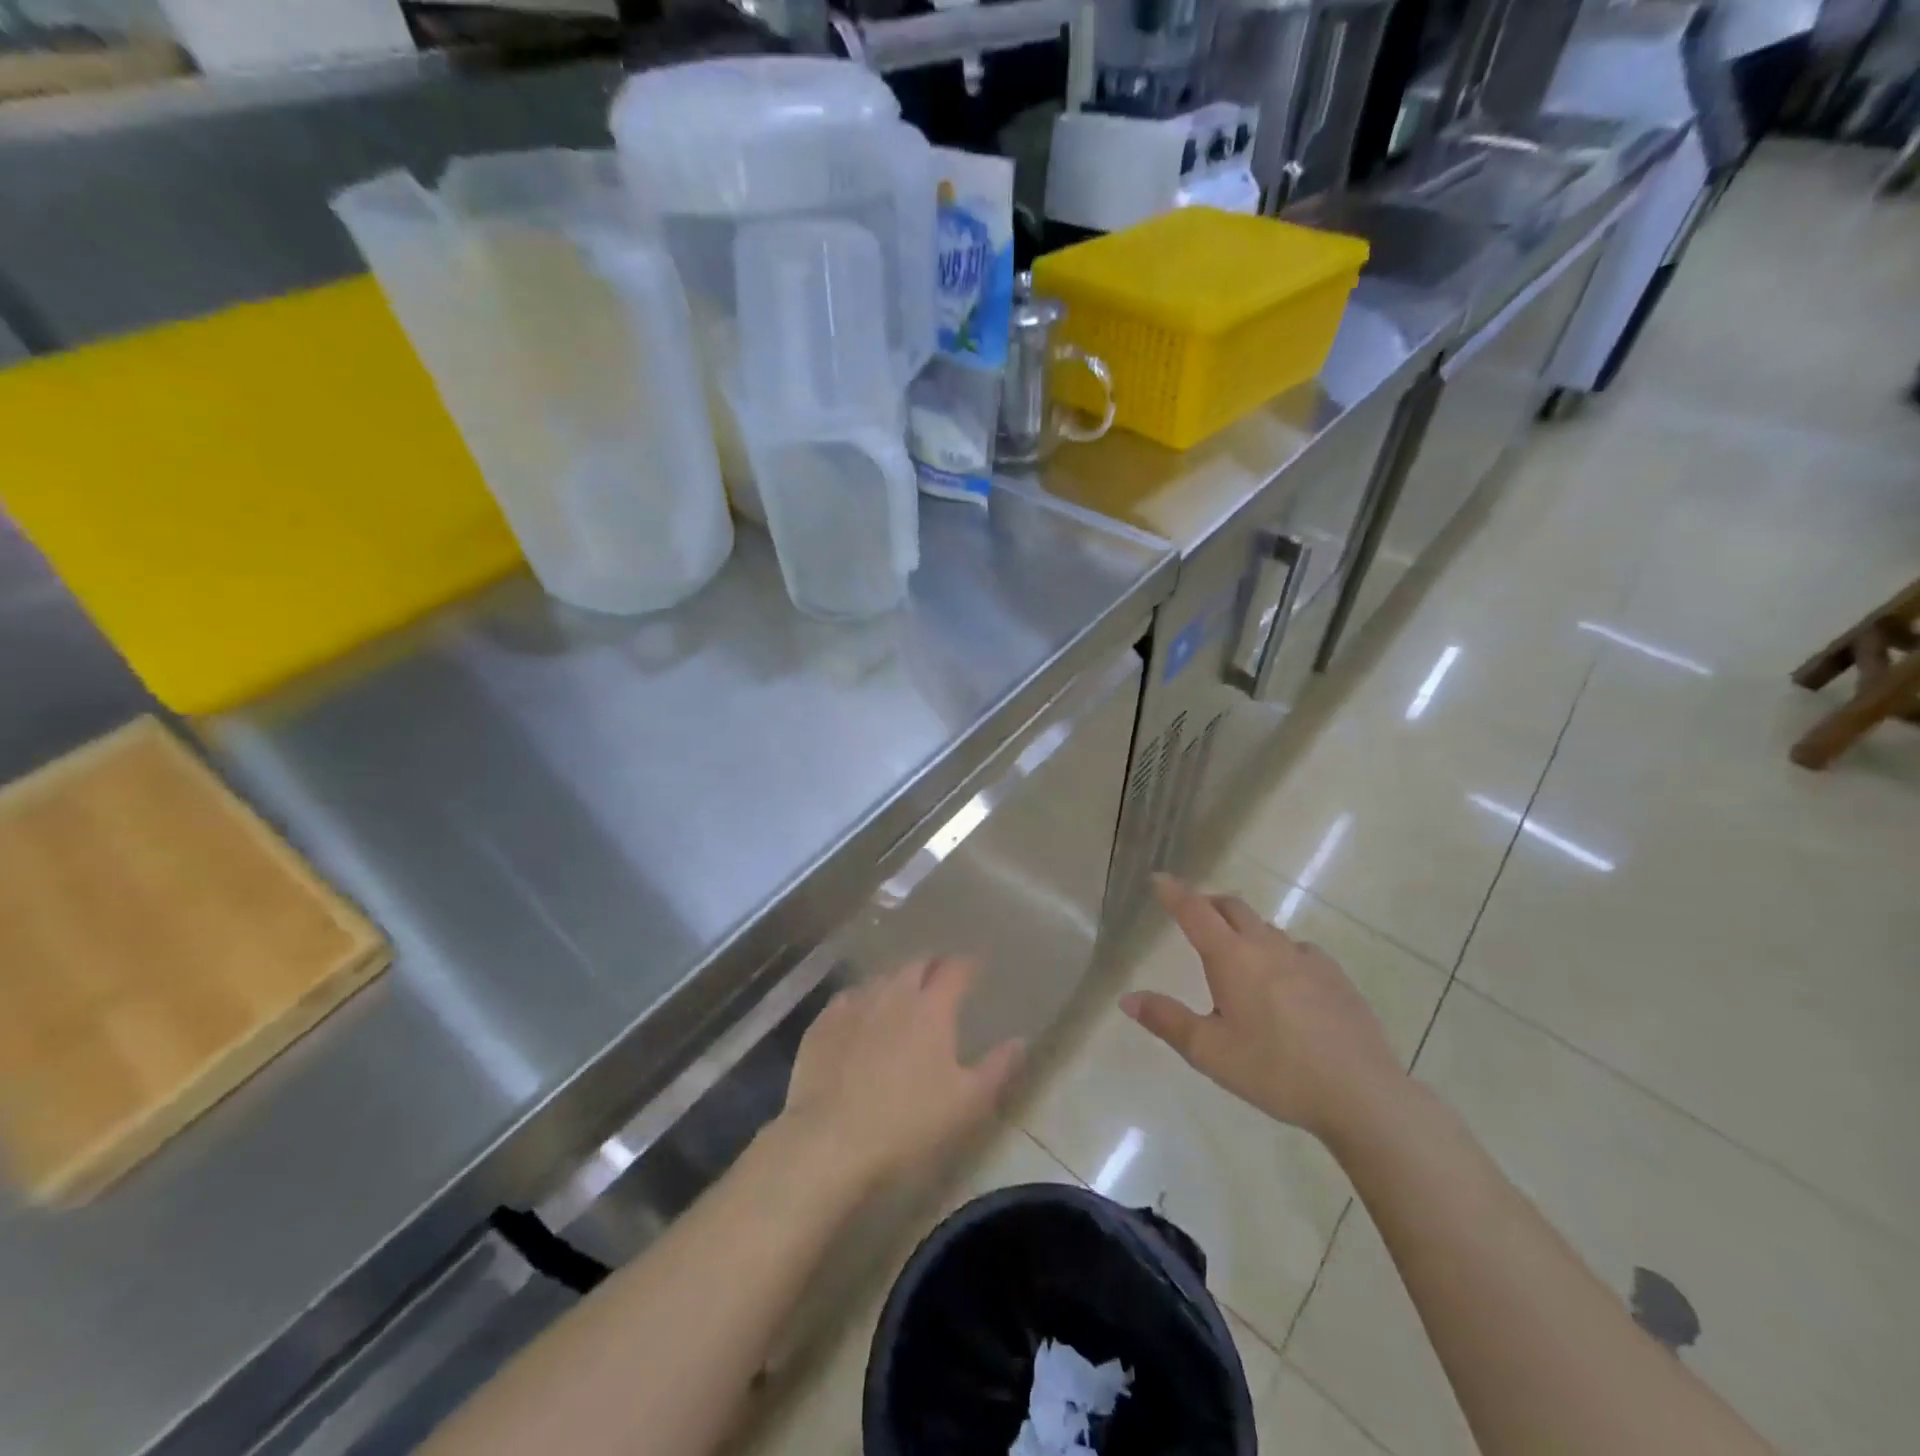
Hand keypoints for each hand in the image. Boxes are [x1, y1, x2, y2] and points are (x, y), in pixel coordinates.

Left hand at [778, 957, 1023, 1191]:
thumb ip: (997, 1068)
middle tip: (942, 980)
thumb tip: (1020, 1041)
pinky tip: (862, 1015)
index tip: (976, 968)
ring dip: (898, 981)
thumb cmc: (908, 1123)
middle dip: (933, 967)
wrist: (830, 1141)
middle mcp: (893, 992)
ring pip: (881, 978)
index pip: (955, 969)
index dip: (968, 965)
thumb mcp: (966, 1103)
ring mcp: (854, 1004)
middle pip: (917, 964)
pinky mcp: (823, 1023)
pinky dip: (863, 1000)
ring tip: (904, 996)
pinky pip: (849, 998)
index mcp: (932, 1007)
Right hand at [1121, 876, 1402, 1142]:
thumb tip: (1127, 998)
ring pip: (1265, 927)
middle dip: (1208, 904)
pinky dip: (1279, 952)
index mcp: (1231, 957)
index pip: (1195, 911)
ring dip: (1243, 928)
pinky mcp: (1335, 976)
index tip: (1159, 878)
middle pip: (1232, 907)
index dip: (1174, 892)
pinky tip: (1284, 980)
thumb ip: (1166, 1020)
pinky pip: (1297, 949)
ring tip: (1236, 953)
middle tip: (1193, 915)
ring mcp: (1306, 958)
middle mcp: (1267, 946)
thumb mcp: (1209, 1051)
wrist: (1360, 1093)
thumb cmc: (1274, 1070)